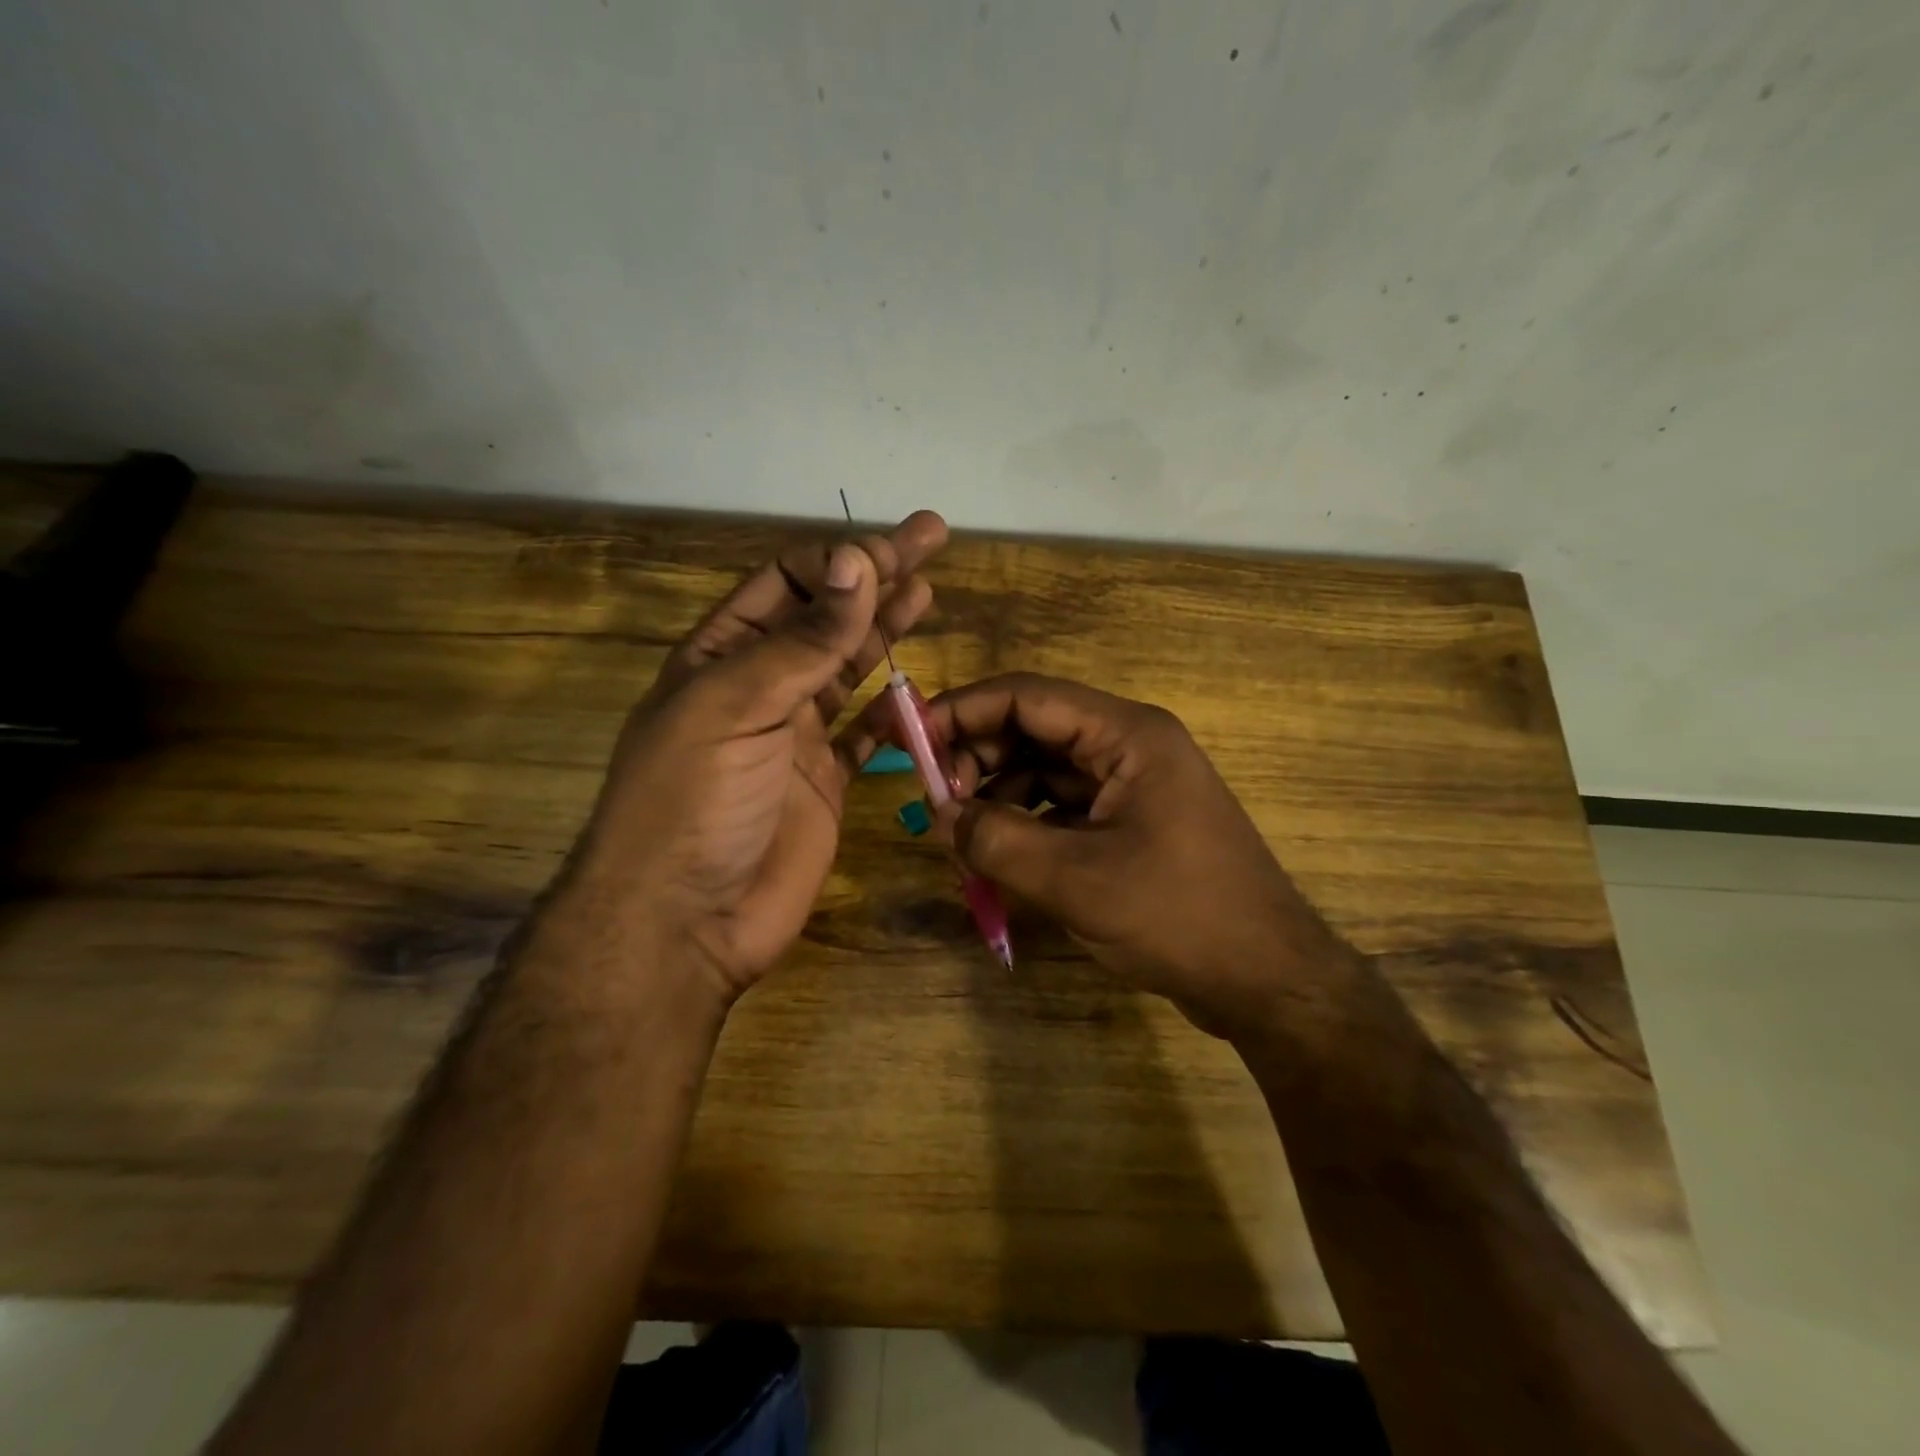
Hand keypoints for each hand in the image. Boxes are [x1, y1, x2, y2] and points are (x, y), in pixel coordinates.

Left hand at [556, 512, 947, 1007]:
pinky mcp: (824, 783)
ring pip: (848, 669)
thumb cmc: (694, 800)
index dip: (839, 562)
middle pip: (826, 617)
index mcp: (721, 656)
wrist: (685, 921)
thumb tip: (857, 562)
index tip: (893, 550)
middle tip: (931, 540)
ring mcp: (794, 737)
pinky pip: (864, 735)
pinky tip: (916, 688)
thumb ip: (804, 640)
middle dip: (876, 577)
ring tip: (929, 593)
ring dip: (886, 631)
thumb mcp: (739, 705)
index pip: (786, 584)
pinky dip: (890, 712)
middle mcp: (758, 687)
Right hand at [907, 673, 1352, 1038]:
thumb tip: (939, 817)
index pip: (1027, 696)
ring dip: (999, 794)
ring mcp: (1133, 784)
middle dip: (978, 757)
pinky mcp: (1131, 822)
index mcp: (1127, 735)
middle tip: (935, 802)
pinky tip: (998, 855)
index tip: (910, 738)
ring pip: (1045, 769)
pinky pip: (1063, 806)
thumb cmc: (1178, 916)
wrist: (1267, 980)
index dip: (962, 710)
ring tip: (960, 836)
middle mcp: (1130, 746)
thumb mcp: (1075, 880)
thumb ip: (997, 840)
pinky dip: (1027, 823)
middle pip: (1034, 728)